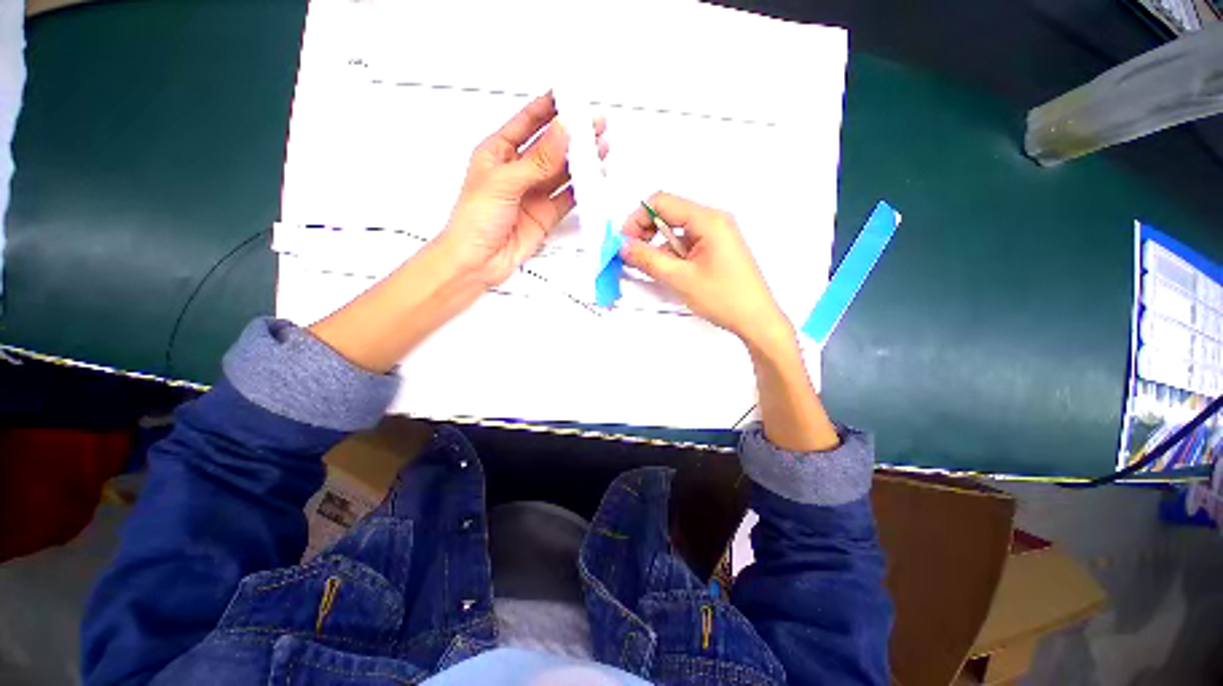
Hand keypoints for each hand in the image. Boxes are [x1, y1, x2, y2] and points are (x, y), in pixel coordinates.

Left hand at [438, 92, 606, 286]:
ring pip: (563, 171)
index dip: (548, 108)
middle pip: (551, 146)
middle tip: (596, 124)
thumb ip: (538, 161)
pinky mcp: (546, 214)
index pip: (527, 123)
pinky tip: (594, 178)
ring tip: (602, 148)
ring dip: (582, 160)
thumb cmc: (476, 219)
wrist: (479, 261)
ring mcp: (534, 193)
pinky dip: (582, 188)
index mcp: (498, 153)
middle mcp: (519, 170)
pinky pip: (568, 197)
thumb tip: (564, 132)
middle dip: (573, 134)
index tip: (571, 97)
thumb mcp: (505, 182)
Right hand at [620, 192, 790, 347]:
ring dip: (659, 247)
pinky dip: (672, 255)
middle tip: (631, 255)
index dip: (638, 218)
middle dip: (646, 233)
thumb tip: (623, 246)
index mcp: (708, 220)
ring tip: (649, 269)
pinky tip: (667, 272)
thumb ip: (648, 259)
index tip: (624, 240)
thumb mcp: (680, 278)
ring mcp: (717, 236)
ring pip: (677, 232)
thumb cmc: (724, 298)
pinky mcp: (716, 250)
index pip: (662, 202)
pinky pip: (687, 244)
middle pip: (669, 215)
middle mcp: (714, 221)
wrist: (756, 320)